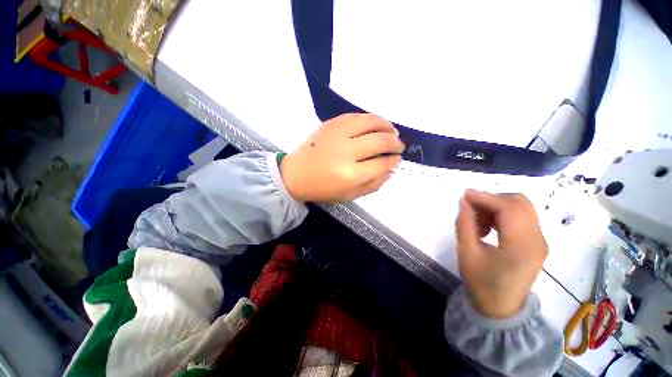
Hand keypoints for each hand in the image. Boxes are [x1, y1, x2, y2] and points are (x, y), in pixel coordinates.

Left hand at [280, 113, 403, 201]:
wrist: (295, 174)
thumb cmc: (323, 188)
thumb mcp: (350, 195)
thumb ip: (373, 184)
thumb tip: (391, 170)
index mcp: (350, 174)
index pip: (381, 163)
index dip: (393, 160)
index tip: (397, 159)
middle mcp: (346, 152)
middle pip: (380, 140)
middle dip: (395, 143)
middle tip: (399, 145)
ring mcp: (338, 134)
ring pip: (371, 122)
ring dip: (387, 125)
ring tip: (392, 131)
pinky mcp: (331, 123)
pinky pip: (357, 116)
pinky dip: (370, 119)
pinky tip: (375, 125)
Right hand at [456, 190, 547, 318]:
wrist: (500, 308)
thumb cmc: (481, 283)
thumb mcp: (467, 252)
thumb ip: (465, 224)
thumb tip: (465, 202)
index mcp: (521, 246)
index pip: (508, 208)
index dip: (485, 197)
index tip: (464, 195)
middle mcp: (537, 240)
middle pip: (520, 203)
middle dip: (492, 199)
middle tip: (471, 207)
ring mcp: (539, 241)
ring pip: (521, 208)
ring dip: (497, 207)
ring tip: (478, 220)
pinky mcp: (536, 243)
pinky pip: (522, 218)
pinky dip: (503, 215)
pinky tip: (488, 227)